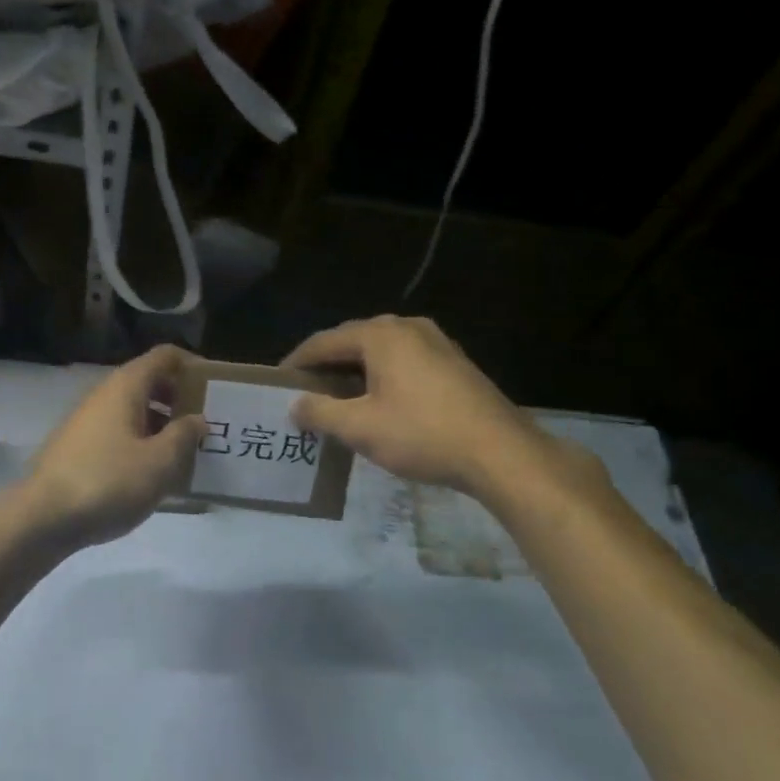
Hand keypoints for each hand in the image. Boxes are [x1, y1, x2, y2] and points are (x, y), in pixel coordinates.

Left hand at [10, 344, 206, 550]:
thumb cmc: (108, 482)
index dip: (192, 365)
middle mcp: (104, 395)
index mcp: (126, 387)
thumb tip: (196, 419)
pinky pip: (119, 433)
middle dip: (180, 399)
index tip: (215, 388)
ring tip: (186, 453)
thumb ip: (184, 436)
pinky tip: (153, 474)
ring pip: (134, 411)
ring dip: (162, 425)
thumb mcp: (160, 462)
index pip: (165, 357)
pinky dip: (141, 443)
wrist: (42, 518)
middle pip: (150, 383)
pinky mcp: (78, 448)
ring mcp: (87, 421)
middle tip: (207, 424)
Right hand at [283, 315, 598, 504]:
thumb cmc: (423, 435)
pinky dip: (382, 376)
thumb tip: (295, 405)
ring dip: (355, 371)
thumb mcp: (361, 428)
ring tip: (337, 398)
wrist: (501, 453)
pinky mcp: (454, 362)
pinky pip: (405, 361)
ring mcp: (436, 342)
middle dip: (327, 365)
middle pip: (353, 340)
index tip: (278, 381)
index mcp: (381, 335)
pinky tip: (379, 402)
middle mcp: (408, 327)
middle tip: (305, 390)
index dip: (298, 361)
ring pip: (381, 351)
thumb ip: (320, 412)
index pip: (324, 341)